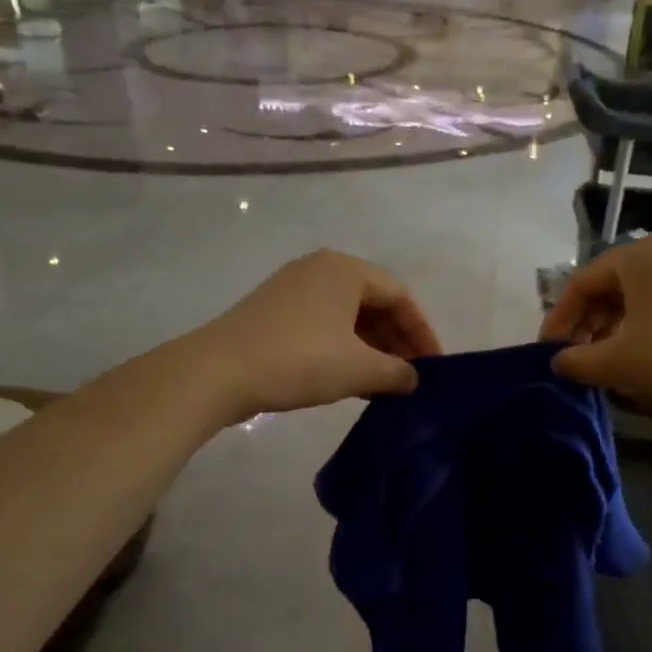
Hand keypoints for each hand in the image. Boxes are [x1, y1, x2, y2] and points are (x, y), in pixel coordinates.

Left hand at [191, 250, 441, 419]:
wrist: (217, 372)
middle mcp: (320, 268)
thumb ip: (396, 372)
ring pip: (347, 315)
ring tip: (385, 383)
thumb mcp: (358, 369)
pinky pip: (323, 324)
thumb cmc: (299, 360)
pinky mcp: (273, 311)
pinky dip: (344, 348)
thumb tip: (413, 379)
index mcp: (345, 269)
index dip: (422, 332)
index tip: (434, 367)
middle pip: (373, 302)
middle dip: (396, 340)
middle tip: (411, 376)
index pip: (400, 295)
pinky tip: (351, 378)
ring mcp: (293, 288)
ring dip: (371, 348)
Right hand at [541, 234, 651, 414]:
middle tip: (577, 361)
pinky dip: (643, 330)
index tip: (549, 354)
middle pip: (608, 289)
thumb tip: (557, 363)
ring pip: (636, 300)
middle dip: (587, 328)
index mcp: (636, 256)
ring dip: (613, 332)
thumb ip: (578, 362)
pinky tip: (644, 360)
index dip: (558, 321)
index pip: (580, 284)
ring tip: (607, 366)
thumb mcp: (621, 362)